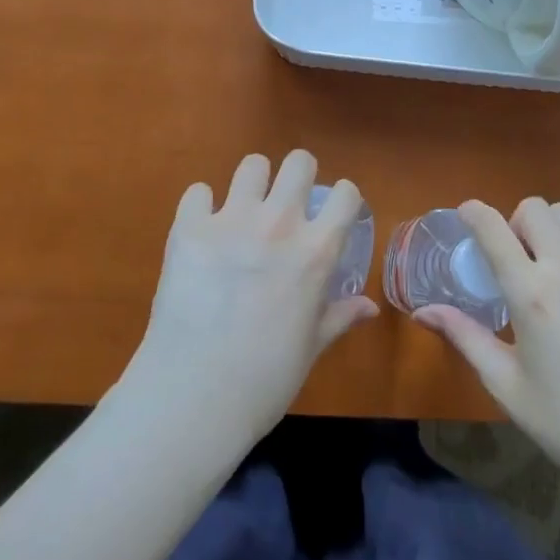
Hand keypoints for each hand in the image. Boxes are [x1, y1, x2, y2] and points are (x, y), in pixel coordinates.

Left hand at [124, 149, 378, 449]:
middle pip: (299, 161)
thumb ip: (339, 316)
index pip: (345, 193)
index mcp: (316, 251)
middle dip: (298, 175)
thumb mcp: (311, 348)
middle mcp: (279, 223)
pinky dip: (202, 207)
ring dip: (252, 184)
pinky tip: (201, 230)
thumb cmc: (265, 380)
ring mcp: (232, 220)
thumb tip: (369, 307)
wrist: (194, 397)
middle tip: (287, 201)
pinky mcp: (190, 227)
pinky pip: (198, 192)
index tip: (332, 211)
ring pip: (252, 165)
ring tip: (244, 209)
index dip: (341, 199)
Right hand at [414, 197, 559, 494]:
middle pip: (533, 209)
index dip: (473, 212)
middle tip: (514, 260)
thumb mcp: (507, 386)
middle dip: (514, 223)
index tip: (465, 216)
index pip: (493, 227)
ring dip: (549, 230)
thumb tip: (423, 311)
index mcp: (532, 294)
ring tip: (549, 267)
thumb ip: (465, 337)